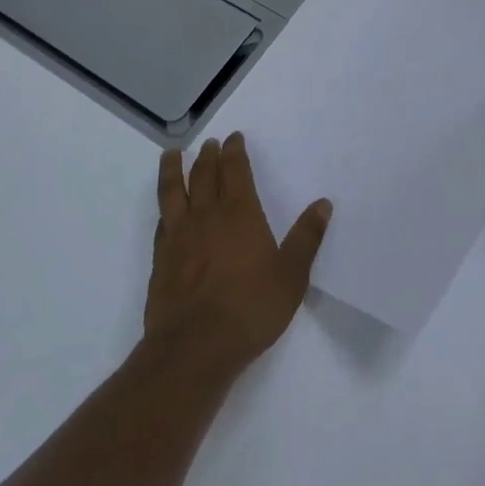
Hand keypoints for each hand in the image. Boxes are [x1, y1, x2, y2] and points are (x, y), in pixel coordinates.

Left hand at [145, 134, 332, 372]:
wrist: (194, 348)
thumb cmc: (250, 309)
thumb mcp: (291, 276)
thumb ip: (306, 238)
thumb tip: (323, 204)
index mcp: (240, 214)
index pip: (235, 171)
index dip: (234, 152)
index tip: (234, 137)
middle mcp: (207, 216)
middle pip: (204, 175)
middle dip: (208, 156)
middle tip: (210, 143)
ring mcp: (179, 236)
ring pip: (174, 191)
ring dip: (174, 169)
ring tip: (172, 154)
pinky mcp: (161, 259)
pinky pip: (162, 221)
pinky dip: (164, 207)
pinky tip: (166, 209)